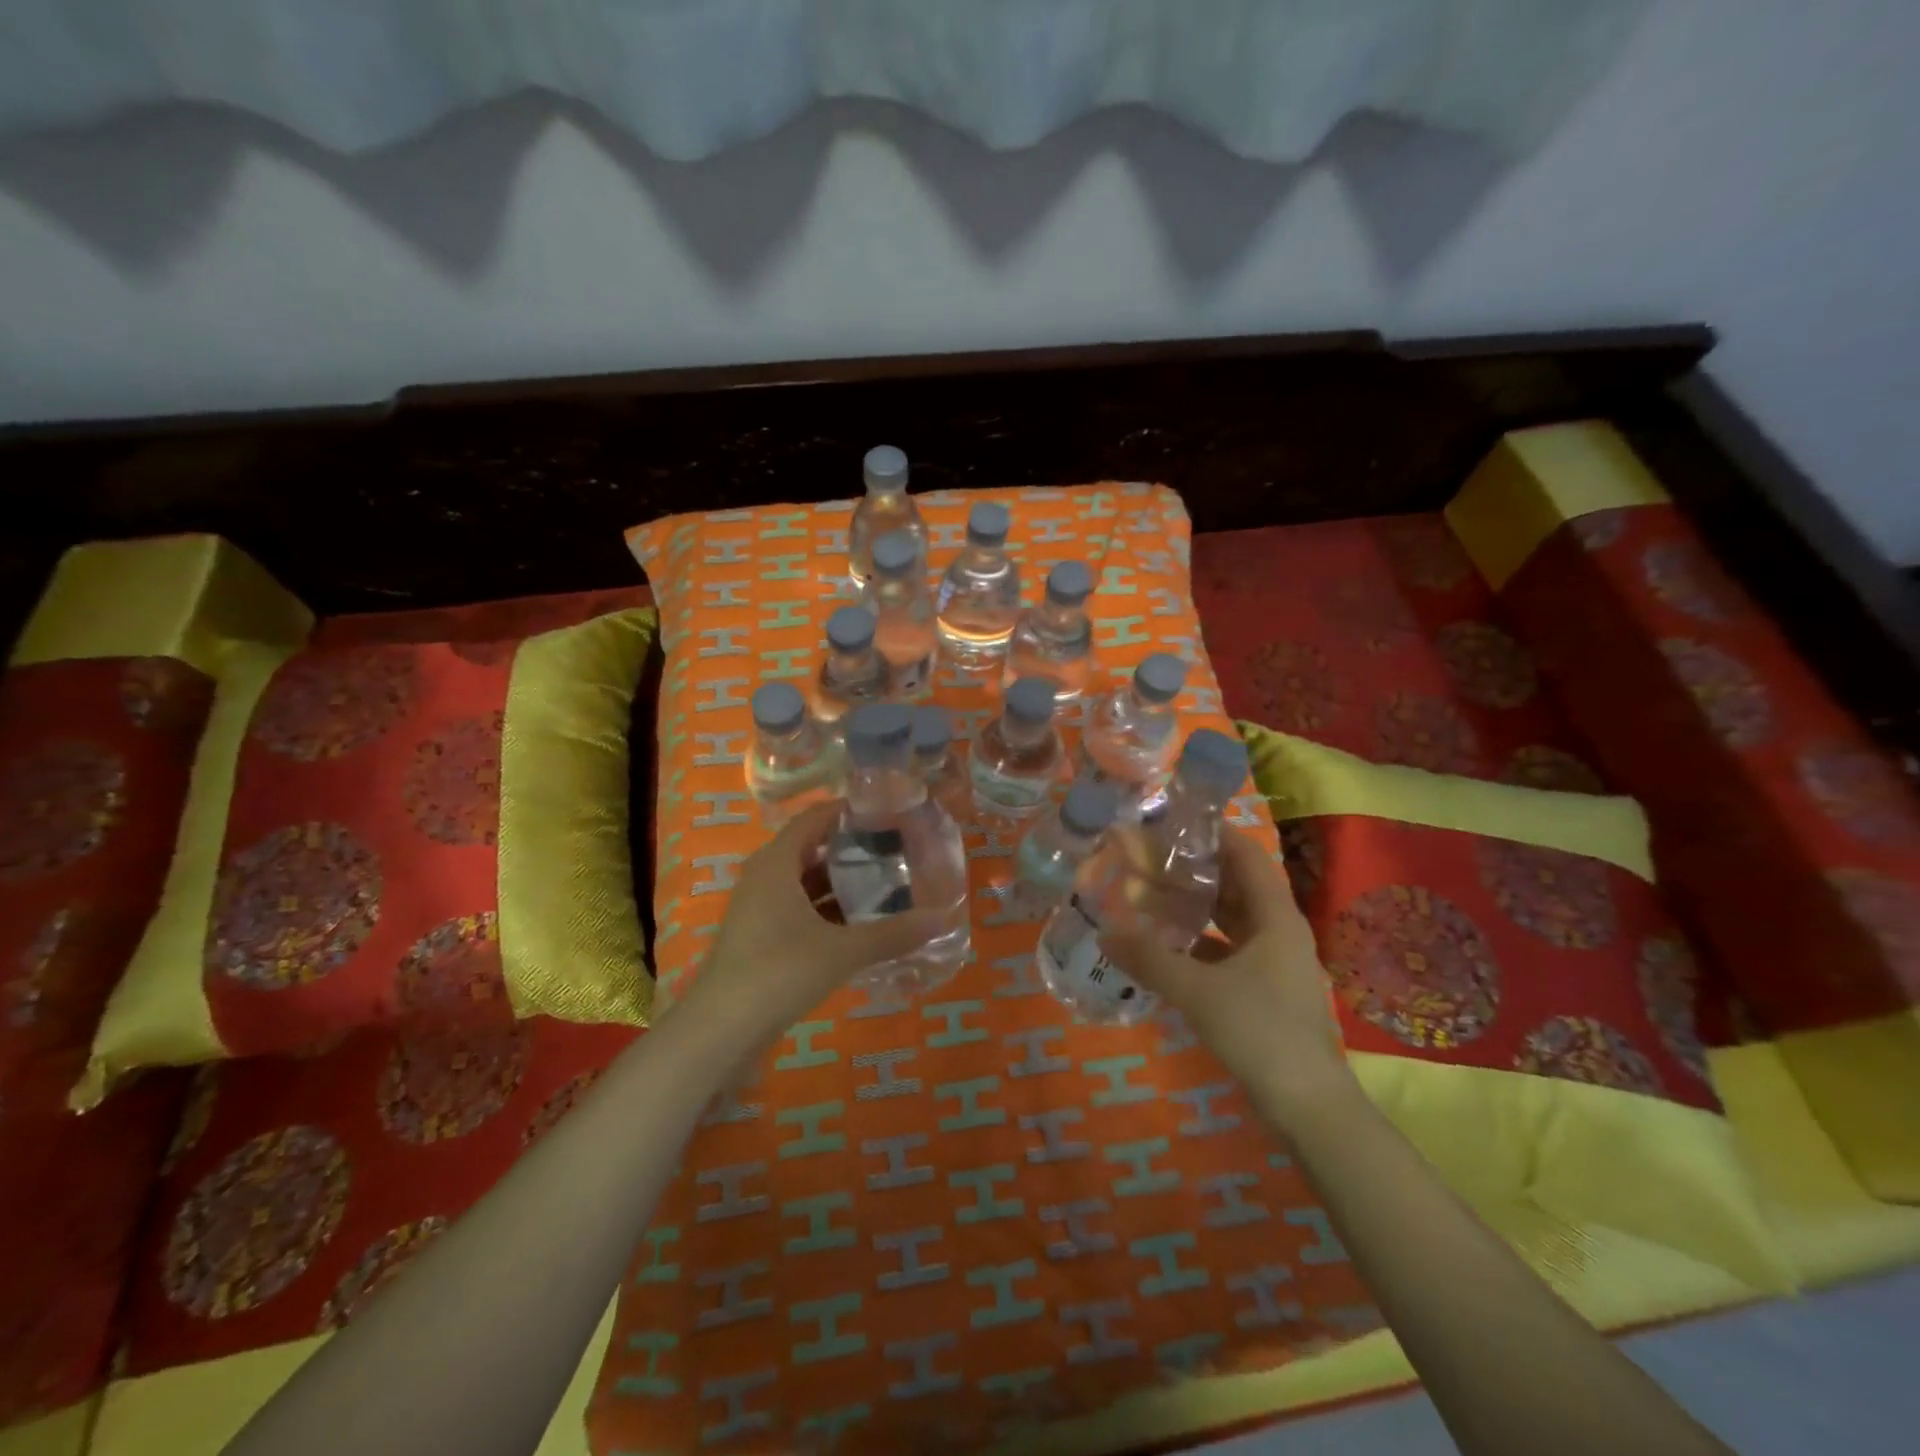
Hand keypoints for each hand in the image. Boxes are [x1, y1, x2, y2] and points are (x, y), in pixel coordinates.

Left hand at [671, 801, 946, 1052]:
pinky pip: (800, 910)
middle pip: (812, 850)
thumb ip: (893, 934)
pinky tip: (861, 925)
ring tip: (887, 885)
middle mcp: (764, 878)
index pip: (814, 818)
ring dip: (841, 884)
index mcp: (776, 863)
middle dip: (851, 850)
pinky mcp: (761, 938)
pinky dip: (828, 911)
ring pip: (806, 883)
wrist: (720, 1030)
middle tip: (896, 850)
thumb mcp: (842, 950)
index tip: (886, 812)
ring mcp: (759, 909)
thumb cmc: (779, 972)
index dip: (847, 812)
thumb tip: (943, 918)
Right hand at [1099, 828, 1356, 1126]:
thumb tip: (1105, 930)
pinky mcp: (1265, 990)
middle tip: (1150, 856)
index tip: (1174, 821)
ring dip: (1197, 906)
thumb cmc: (1260, 1031)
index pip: (1247, 855)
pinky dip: (1200, 942)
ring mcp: (1274, 963)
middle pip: (1237, 884)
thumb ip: (1150, 958)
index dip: (1215, 833)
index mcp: (1275, 917)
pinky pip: (1229, 950)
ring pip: (1232, 919)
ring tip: (1151, 893)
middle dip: (1197, 869)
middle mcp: (1279, 931)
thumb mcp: (1198, 991)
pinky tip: (1167, 947)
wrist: (1308, 1106)